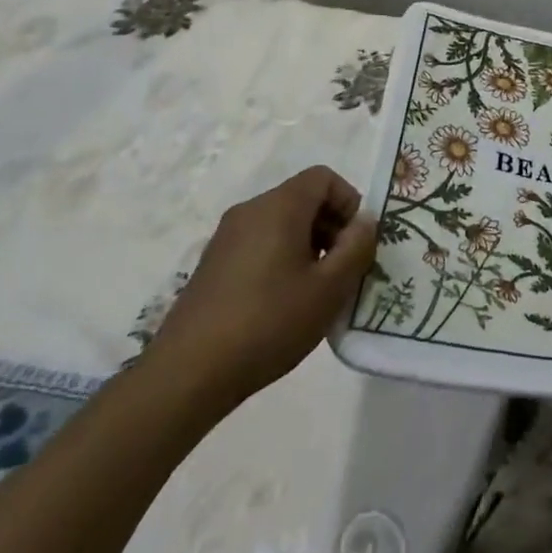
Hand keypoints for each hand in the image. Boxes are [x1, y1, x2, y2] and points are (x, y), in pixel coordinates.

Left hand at [143, 165, 376, 415]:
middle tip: (342, 270)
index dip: (349, 202)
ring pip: (281, 223)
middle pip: (303, 199)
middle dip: (331, 227)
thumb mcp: (329, 288)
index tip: (355, 243)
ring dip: (308, 246)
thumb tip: (364, 221)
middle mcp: (250, 210)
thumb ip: (356, 247)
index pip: (324, 178)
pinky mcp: (212, 265)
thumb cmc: (268, 322)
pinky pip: (259, 244)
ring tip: (315, 292)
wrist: (187, 375)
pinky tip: (282, 305)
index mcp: (279, 206)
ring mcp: (226, 238)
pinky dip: (281, 259)